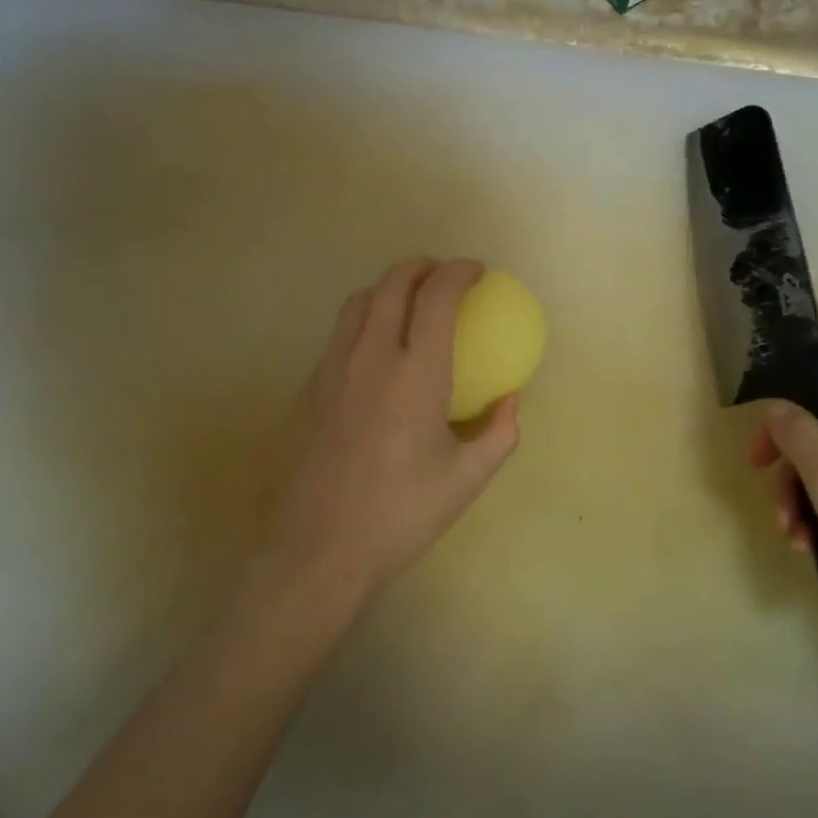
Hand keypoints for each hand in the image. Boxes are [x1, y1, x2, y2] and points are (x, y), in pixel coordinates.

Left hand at [267, 258, 521, 610]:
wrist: (318, 552)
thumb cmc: (400, 515)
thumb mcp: (467, 479)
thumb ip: (499, 432)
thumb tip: (510, 401)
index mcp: (416, 374)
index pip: (437, 296)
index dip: (459, 271)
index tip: (476, 272)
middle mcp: (371, 357)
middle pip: (392, 283)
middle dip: (421, 266)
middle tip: (441, 276)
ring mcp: (332, 370)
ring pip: (358, 302)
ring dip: (387, 288)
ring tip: (407, 303)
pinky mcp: (308, 389)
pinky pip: (338, 335)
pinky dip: (363, 321)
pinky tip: (375, 354)